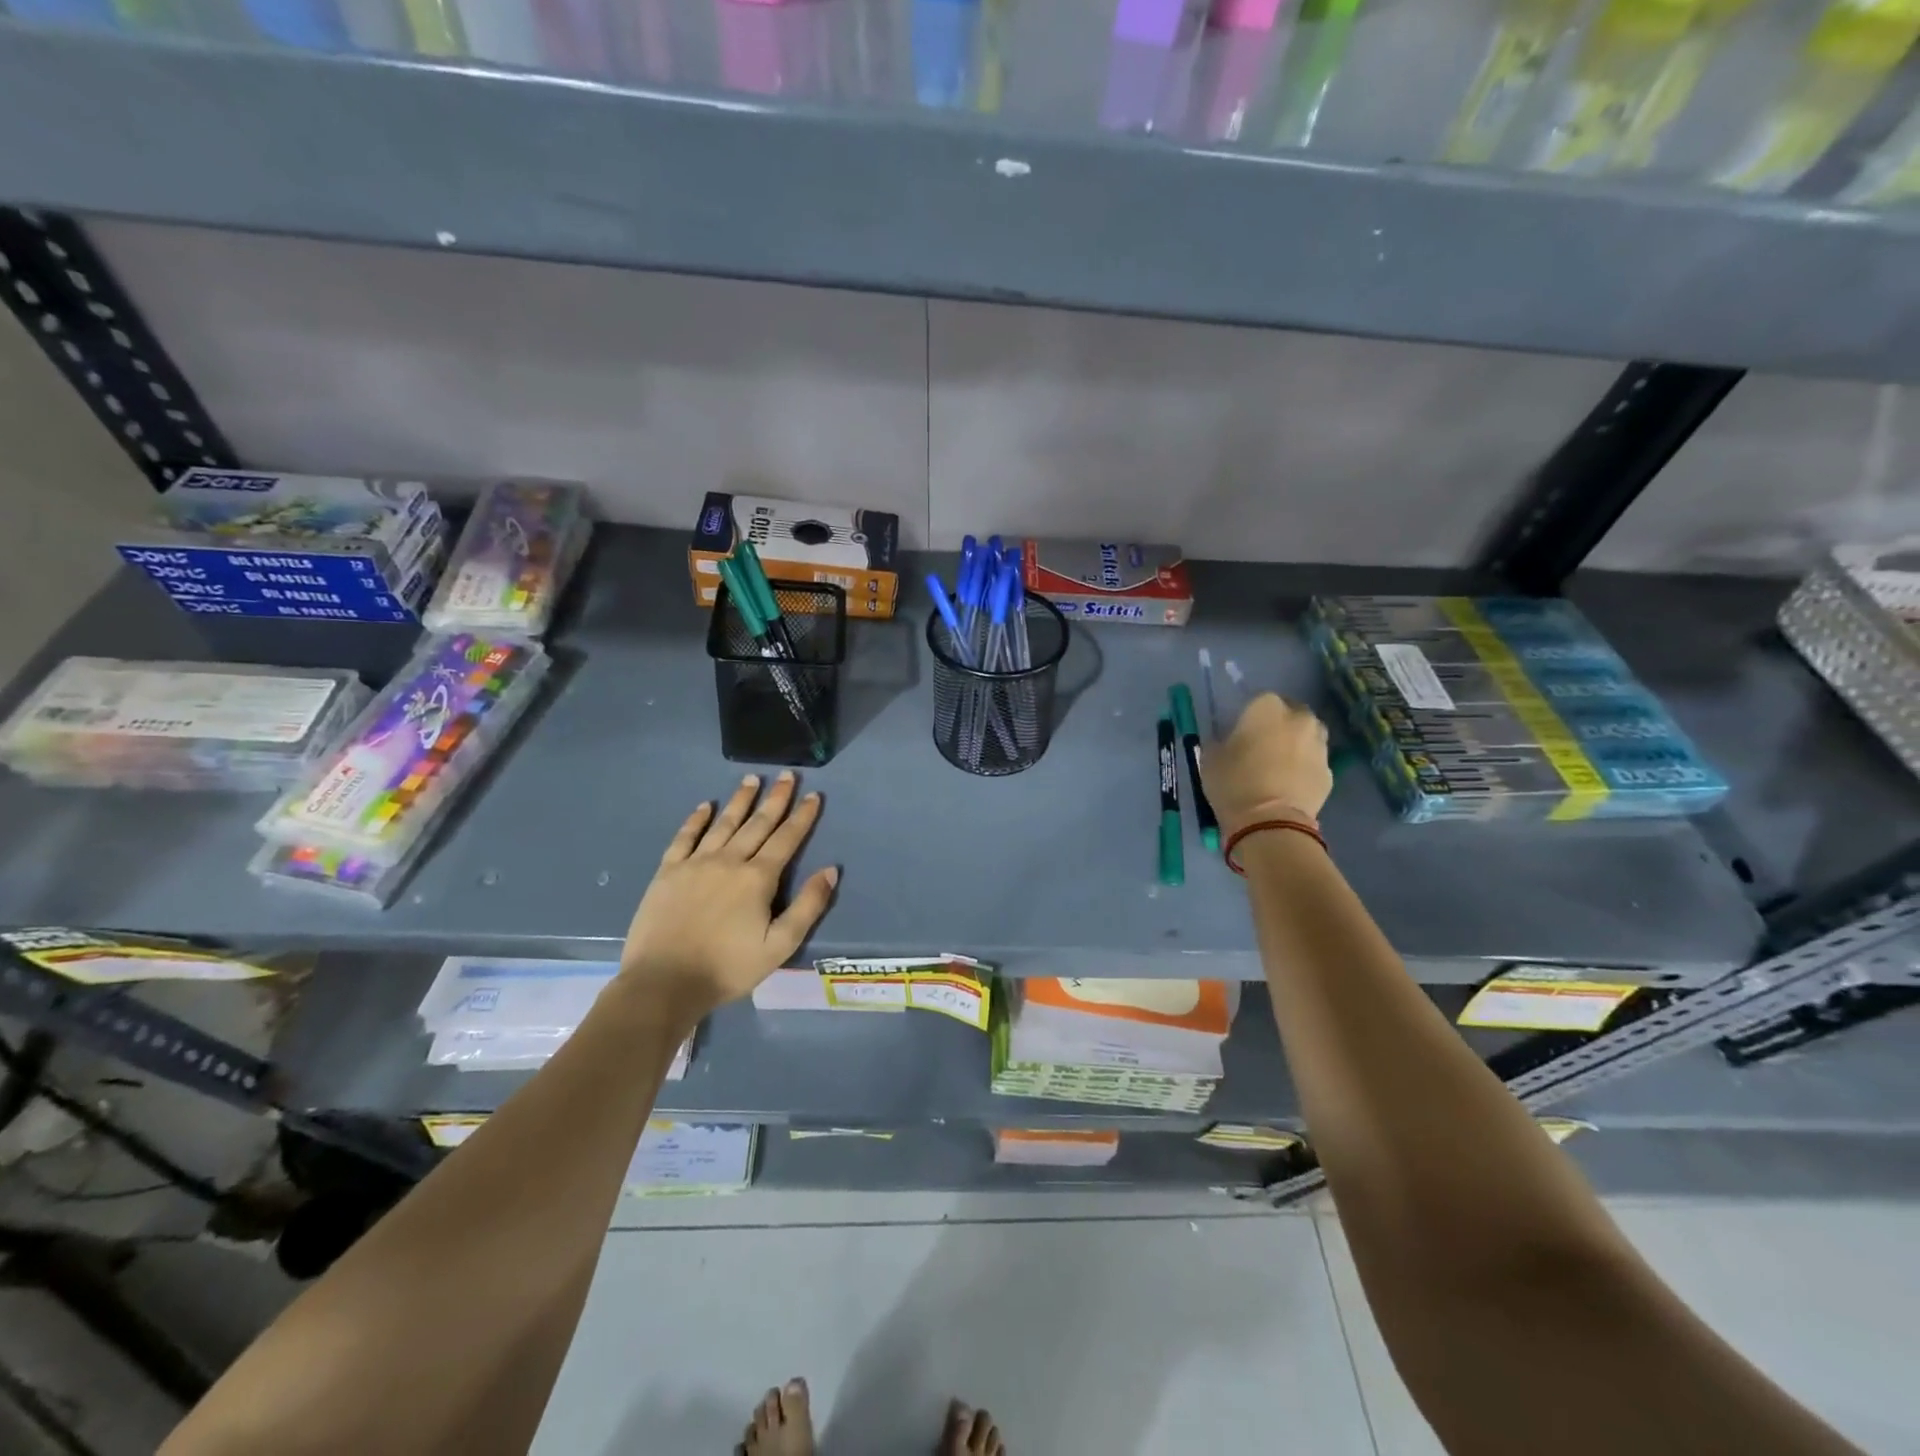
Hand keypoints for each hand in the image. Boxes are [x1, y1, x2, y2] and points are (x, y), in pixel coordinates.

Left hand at [619, 771, 837, 1021]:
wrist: (663, 983)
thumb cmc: (727, 968)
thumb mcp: (779, 946)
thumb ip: (808, 907)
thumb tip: (831, 870)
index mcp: (758, 878)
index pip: (786, 839)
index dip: (802, 816)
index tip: (814, 795)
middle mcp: (729, 861)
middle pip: (757, 823)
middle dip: (776, 799)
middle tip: (787, 775)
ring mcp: (695, 863)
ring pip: (724, 823)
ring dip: (740, 800)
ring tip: (752, 779)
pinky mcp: (668, 872)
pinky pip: (685, 837)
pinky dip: (696, 820)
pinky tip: (705, 806)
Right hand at [1200, 693, 1332, 836]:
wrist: (1270, 823)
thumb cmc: (1234, 783)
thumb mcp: (1211, 758)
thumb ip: (1220, 741)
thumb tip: (1226, 741)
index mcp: (1267, 706)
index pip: (1258, 700)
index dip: (1248, 717)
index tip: (1239, 734)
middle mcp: (1299, 718)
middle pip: (1289, 714)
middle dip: (1277, 726)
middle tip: (1260, 747)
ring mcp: (1319, 744)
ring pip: (1305, 736)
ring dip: (1294, 744)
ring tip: (1276, 766)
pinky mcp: (1329, 771)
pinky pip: (1312, 762)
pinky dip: (1303, 768)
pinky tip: (1288, 784)